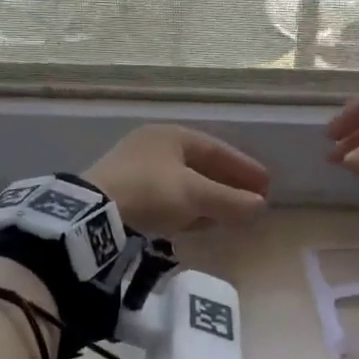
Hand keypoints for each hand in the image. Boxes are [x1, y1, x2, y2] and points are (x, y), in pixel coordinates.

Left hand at [85, 125, 269, 236]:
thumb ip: (230, 201)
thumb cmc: (150, 193)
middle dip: (226, 185)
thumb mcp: (195, 196)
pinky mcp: (122, 191)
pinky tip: (194, 223)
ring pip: (182, 183)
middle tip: (249, 202)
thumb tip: (260, 206)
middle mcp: (153, 145)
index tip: (266, 187)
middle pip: (200, 165)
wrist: (92, 212)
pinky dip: (185, 208)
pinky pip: (165, 197)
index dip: (244, 169)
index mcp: (172, 136)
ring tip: (226, 216)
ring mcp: (135, 167)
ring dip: (206, 199)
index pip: (217, 149)